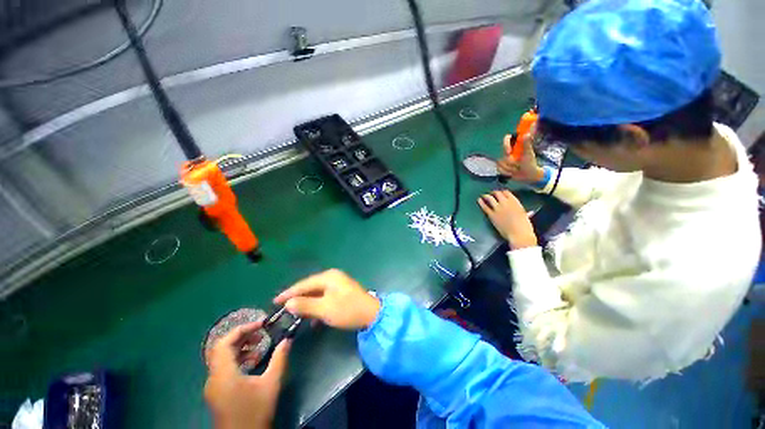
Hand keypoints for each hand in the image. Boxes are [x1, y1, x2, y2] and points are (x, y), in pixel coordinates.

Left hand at [204, 322, 291, 428]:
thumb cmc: (256, 411)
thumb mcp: (271, 384)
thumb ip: (279, 359)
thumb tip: (288, 339)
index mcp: (223, 374)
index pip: (224, 343)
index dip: (241, 329)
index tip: (260, 324)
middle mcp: (213, 378)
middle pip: (222, 349)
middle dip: (241, 336)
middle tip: (261, 332)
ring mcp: (213, 386)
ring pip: (222, 358)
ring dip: (240, 348)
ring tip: (259, 346)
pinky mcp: (217, 392)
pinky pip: (223, 368)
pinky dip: (237, 359)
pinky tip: (252, 362)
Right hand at [274, 269, 380, 329]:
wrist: (371, 314)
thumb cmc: (347, 310)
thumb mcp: (324, 309)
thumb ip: (305, 305)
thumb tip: (288, 303)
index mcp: (328, 277)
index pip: (304, 284)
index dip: (289, 293)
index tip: (275, 301)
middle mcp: (332, 277)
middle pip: (310, 287)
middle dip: (298, 298)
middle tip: (283, 308)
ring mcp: (338, 284)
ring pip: (317, 293)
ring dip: (307, 304)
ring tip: (295, 315)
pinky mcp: (342, 292)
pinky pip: (324, 297)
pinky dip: (317, 307)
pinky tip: (313, 319)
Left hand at [478, 190, 536, 249]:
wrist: (518, 234)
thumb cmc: (525, 227)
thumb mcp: (525, 216)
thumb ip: (523, 212)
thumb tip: (528, 212)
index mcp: (515, 202)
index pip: (507, 192)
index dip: (503, 192)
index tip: (501, 193)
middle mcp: (505, 203)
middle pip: (497, 193)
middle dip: (494, 193)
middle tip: (492, 193)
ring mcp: (497, 208)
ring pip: (490, 198)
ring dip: (487, 196)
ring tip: (484, 195)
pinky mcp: (491, 215)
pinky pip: (485, 207)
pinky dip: (481, 202)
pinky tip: (479, 200)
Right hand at [497, 129, 543, 182]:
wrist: (528, 176)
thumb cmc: (530, 163)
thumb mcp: (528, 154)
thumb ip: (527, 143)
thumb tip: (528, 132)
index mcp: (516, 145)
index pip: (507, 138)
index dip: (506, 144)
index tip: (508, 152)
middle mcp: (509, 151)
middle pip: (503, 153)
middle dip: (510, 161)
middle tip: (516, 166)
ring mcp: (504, 159)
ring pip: (501, 162)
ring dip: (509, 168)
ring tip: (517, 169)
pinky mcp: (501, 166)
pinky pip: (499, 168)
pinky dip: (505, 172)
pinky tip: (511, 173)